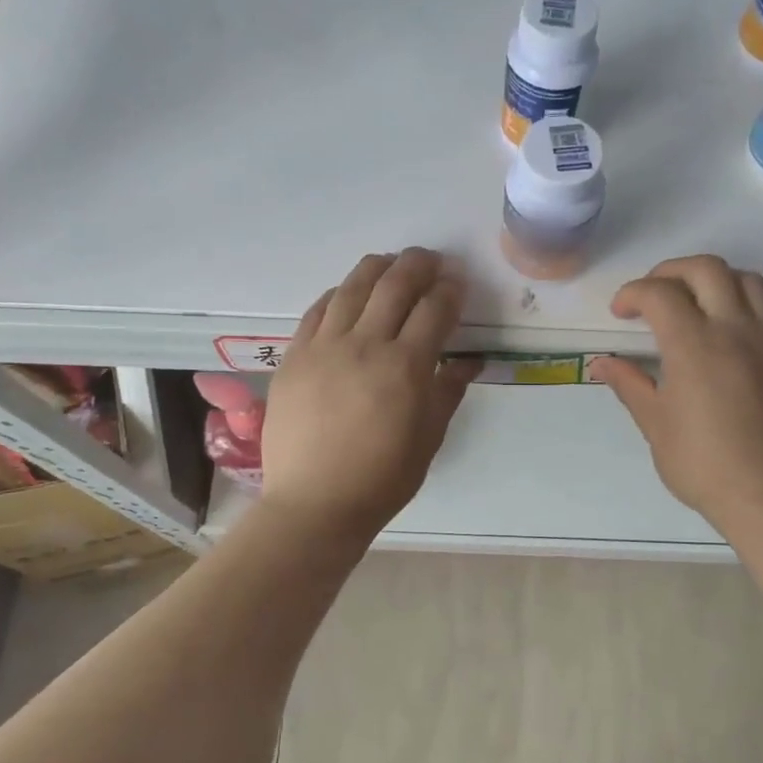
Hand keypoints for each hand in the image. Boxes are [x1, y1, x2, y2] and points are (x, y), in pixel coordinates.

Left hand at [260, 249, 478, 539]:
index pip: (434, 309)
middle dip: (419, 264)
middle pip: (395, 284)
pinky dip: (338, 294)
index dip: (450, 290)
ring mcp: (324, 347)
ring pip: (353, 287)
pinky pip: (317, 310)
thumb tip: (468, 360)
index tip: (457, 283)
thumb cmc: (382, 478)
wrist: (315, 502)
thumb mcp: (429, 437)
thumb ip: (449, 391)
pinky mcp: (294, 356)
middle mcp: (365, 344)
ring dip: (378, 268)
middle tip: (431, 260)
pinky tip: (347, 293)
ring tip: (391, 263)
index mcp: (406, 367)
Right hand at [590, 256, 762, 536]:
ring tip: (696, 303)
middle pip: (705, 268)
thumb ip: (629, 383)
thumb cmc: (703, 464)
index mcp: (693, 345)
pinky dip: (746, 298)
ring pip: (746, 278)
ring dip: (713, 280)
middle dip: (670, 271)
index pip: (659, 292)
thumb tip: (600, 362)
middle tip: (653, 295)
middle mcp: (735, 327)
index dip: (632, 293)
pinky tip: (733, 323)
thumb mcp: (655, 424)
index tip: (620, 313)